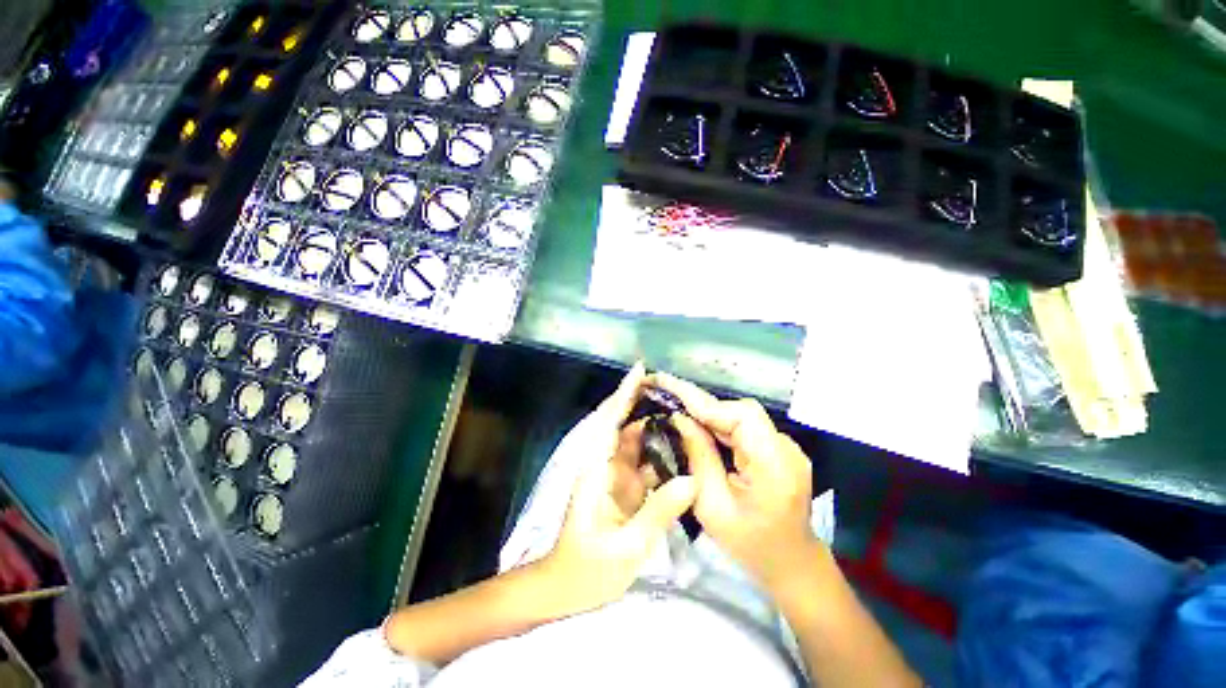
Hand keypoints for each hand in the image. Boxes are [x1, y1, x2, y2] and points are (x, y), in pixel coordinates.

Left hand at [541, 364, 697, 612]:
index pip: (611, 420)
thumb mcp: (626, 546)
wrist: (563, 588)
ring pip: (634, 439)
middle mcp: (604, 464)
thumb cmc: (586, 569)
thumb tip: (691, 480)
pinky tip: (678, 446)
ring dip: (653, 423)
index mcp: (597, 468)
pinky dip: (658, 449)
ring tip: (682, 409)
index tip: (640, 370)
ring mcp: (614, 476)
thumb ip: (658, 512)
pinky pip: (642, 460)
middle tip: (670, 385)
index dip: (624, 393)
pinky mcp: (622, 487)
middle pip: (622, 422)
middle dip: (640, 400)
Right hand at [651, 373, 818, 587]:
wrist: (791, 564)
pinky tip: (699, 428)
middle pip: (741, 411)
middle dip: (702, 405)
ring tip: (677, 410)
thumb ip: (698, 457)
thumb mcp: (712, 506)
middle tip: (667, 396)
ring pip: (741, 416)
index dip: (705, 404)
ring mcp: (786, 447)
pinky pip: (745, 427)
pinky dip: (720, 425)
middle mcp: (786, 448)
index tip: (672, 392)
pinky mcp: (779, 449)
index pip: (742, 416)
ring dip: (709, 413)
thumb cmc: (750, 546)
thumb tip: (680, 418)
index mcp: (775, 466)